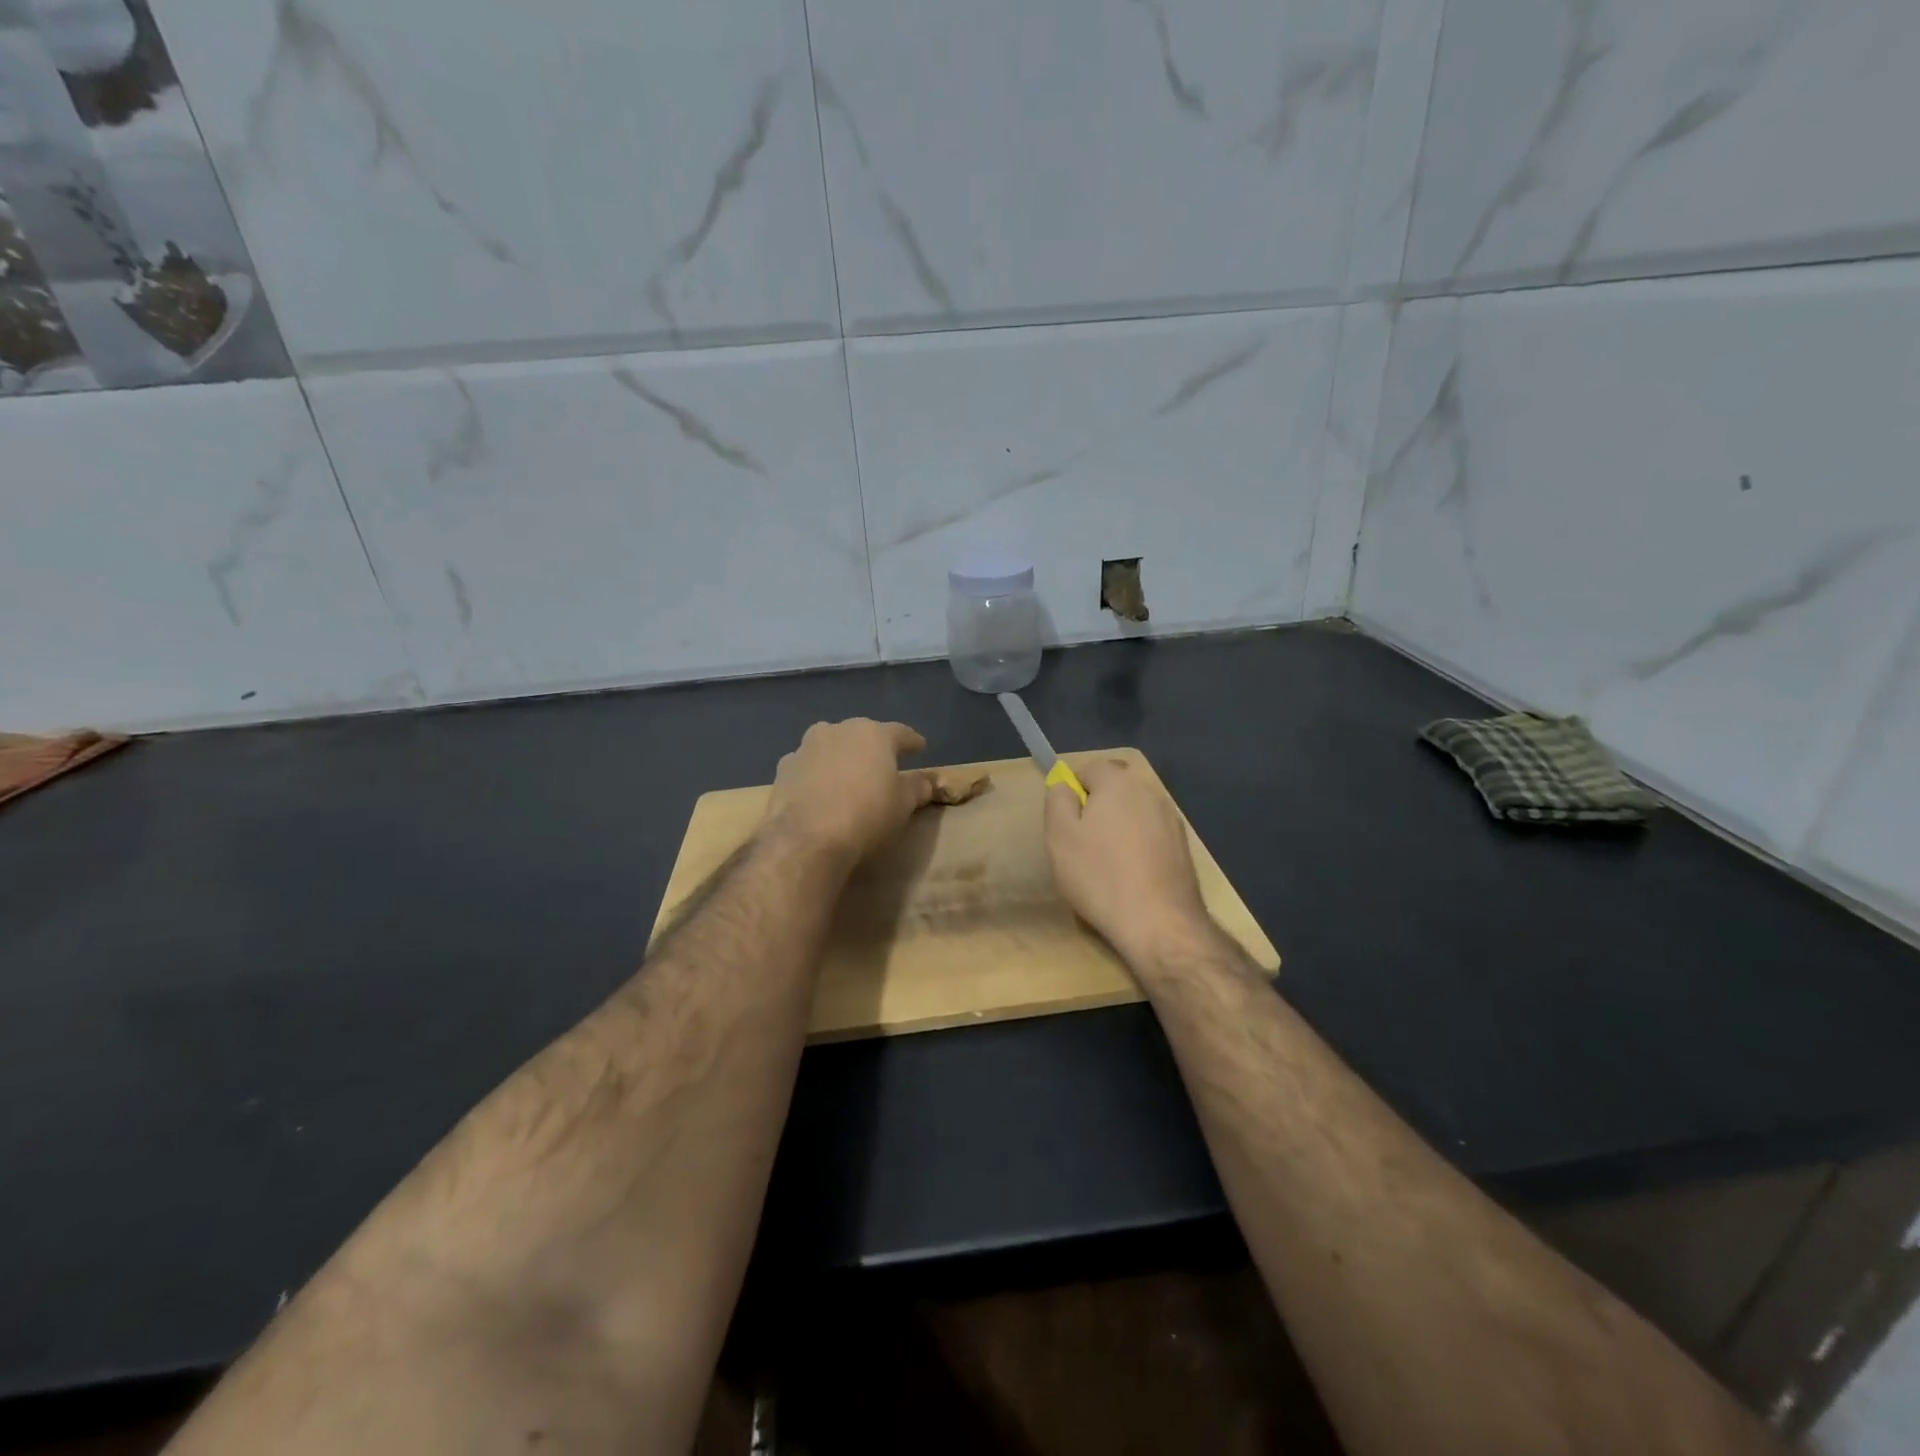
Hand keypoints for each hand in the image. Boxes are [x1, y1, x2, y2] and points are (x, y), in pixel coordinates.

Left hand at [762, 719, 935, 866]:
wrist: (806, 839)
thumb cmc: (866, 816)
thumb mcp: (903, 805)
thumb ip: (917, 788)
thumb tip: (926, 781)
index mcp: (874, 734)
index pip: (900, 733)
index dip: (912, 742)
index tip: (920, 748)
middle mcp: (839, 730)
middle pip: (862, 735)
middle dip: (873, 747)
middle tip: (883, 764)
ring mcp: (807, 747)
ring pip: (831, 746)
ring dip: (842, 757)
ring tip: (848, 777)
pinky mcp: (783, 768)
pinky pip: (809, 766)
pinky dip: (817, 774)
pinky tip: (820, 792)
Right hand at [1045, 758, 1217, 963]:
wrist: (1159, 923)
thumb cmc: (1100, 876)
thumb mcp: (1060, 836)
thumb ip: (1058, 799)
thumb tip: (1064, 783)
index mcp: (1119, 783)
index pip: (1091, 768)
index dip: (1074, 791)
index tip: (1067, 823)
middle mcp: (1150, 792)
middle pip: (1116, 788)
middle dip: (1098, 808)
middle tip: (1083, 844)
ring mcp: (1171, 820)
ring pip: (1135, 812)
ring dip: (1119, 827)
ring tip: (1107, 864)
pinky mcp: (1183, 847)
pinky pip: (1151, 834)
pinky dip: (1139, 846)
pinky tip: (1131, 876)